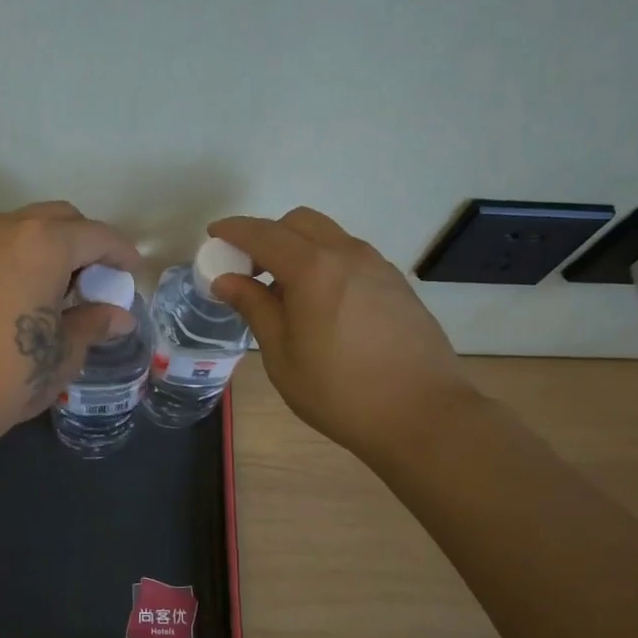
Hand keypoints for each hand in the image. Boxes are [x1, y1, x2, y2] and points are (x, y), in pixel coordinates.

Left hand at [0, 202, 140, 453]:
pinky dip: (14, 257)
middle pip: (58, 219)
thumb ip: (93, 324)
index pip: (96, 235)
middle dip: (83, 243)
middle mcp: (4, 227)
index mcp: (43, 244)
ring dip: (46, 247)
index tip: (132, 271)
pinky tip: (17, 295)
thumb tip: (119, 316)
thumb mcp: (62, 353)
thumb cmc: (7, 376)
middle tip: (94, 280)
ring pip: (20, 227)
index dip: (121, 253)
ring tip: (55, 288)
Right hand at [207, 208, 475, 461]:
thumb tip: (228, 280)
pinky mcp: (397, 285)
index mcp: (313, 269)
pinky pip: (351, 257)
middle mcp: (347, 255)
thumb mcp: (282, 356)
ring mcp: (378, 267)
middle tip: (250, 270)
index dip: (234, 230)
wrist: (423, 414)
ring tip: (286, 293)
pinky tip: (322, 305)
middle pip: (300, 222)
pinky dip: (326, 264)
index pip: (263, 234)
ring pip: (329, 237)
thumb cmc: (339, 392)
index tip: (214, 234)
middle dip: (268, 235)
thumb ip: (255, 308)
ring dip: (299, 249)